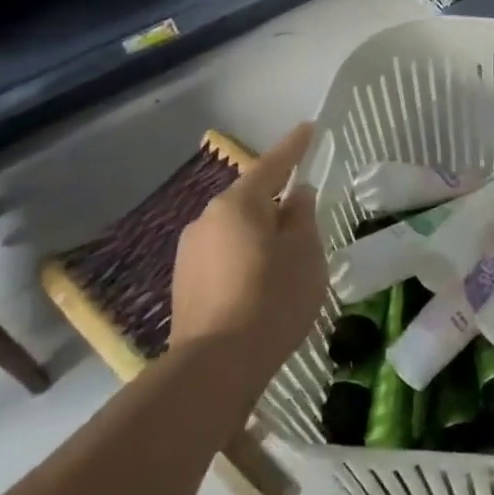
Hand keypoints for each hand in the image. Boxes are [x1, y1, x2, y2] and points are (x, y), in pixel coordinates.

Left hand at [171, 123, 326, 365]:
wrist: (215, 366)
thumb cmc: (272, 298)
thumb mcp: (305, 253)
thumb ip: (303, 217)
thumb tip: (296, 196)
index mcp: (238, 204)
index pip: (273, 164)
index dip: (294, 146)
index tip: (309, 128)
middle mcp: (207, 219)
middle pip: (249, 198)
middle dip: (275, 199)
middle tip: (304, 208)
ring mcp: (189, 252)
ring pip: (234, 229)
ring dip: (258, 231)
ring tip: (284, 253)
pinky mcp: (183, 283)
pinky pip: (222, 255)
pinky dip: (243, 257)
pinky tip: (260, 280)